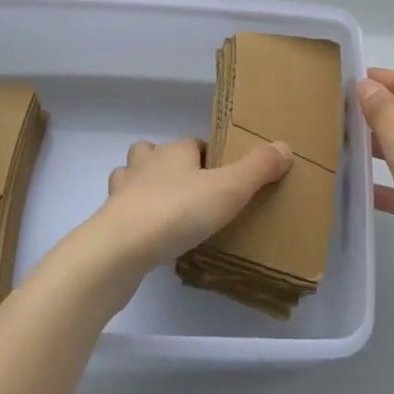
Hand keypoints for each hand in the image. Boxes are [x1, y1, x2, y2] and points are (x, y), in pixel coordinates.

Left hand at [70, 136, 292, 288]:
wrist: (118, 251)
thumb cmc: (177, 211)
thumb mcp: (228, 190)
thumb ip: (258, 169)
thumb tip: (284, 146)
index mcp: (174, 151)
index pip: (193, 143)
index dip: (207, 157)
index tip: (222, 178)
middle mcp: (145, 164)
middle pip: (154, 153)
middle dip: (168, 165)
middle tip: (192, 193)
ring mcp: (122, 193)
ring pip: (131, 178)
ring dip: (144, 188)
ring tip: (165, 212)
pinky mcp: (108, 223)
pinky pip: (123, 213)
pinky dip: (134, 219)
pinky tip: (149, 239)